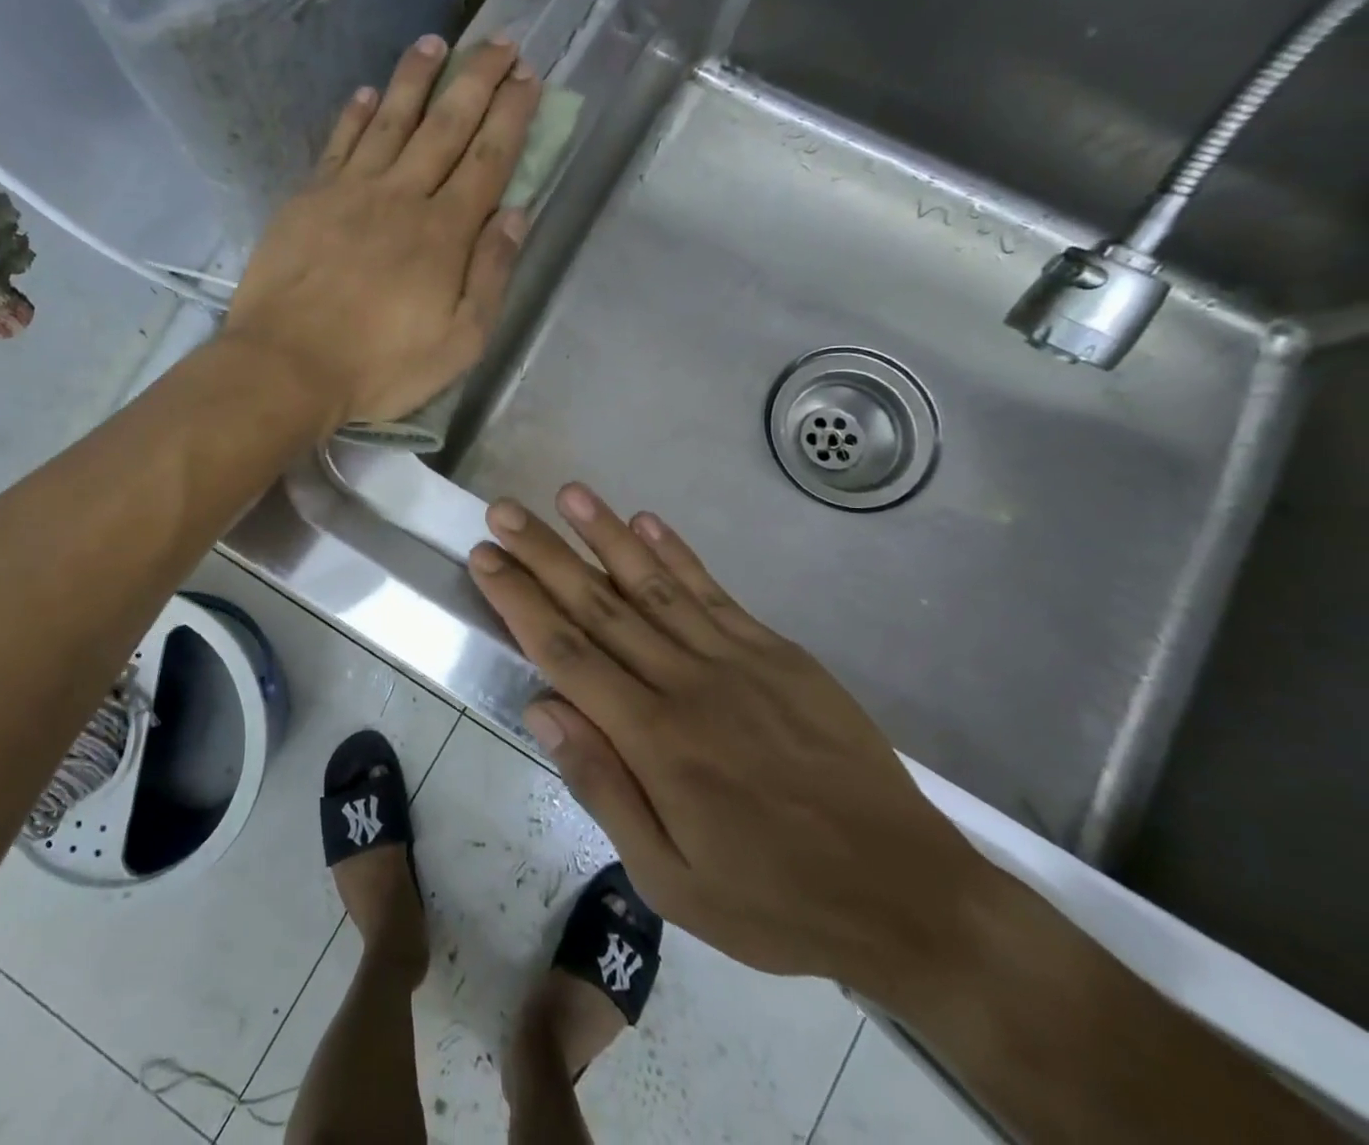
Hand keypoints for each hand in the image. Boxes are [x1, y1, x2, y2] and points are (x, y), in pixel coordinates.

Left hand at [223, 35, 539, 428]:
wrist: (287, 366)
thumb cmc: (380, 366)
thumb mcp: (459, 342)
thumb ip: (490, 275)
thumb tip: (515, 214)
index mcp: (444, 232)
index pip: (487, 159)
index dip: (511, 115)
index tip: (528, 77)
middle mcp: (401, 196)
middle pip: (445, 126)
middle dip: (477, 79)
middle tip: (500, 41)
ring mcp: (350, 192)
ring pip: (390, 120)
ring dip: (416, 78)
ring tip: (435, 42)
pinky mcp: (308, 199)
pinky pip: (337, 144)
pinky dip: (354, 115)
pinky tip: (365, 92)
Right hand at [467, 483, 995, 997]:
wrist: (908, 895)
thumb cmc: (773, 899)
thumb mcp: (671, 882)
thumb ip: (602, 787)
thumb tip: (542, 708)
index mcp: (655, 741)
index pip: (567, 654)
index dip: (519, 601)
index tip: (485, 557)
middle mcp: (688, 684)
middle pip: (600, 605)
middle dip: (545, 554)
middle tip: (504, 510)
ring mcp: (737, 660)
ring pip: (653, 584)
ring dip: (606, 535)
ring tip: (568, 494)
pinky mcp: (778, 652)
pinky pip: (714, 592)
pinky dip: (677, 554)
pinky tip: (647, 520)